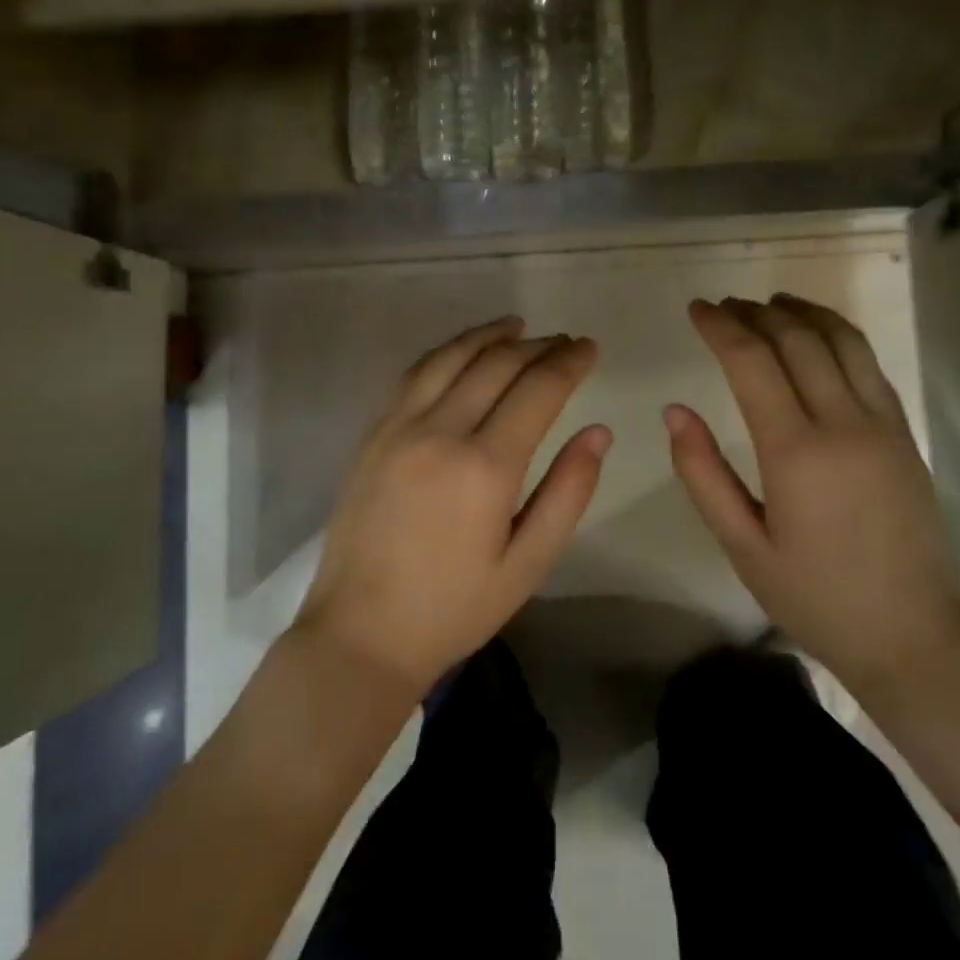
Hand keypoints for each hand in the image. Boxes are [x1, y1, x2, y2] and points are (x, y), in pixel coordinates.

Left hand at [298, 316, 610, 697]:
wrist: (361, 633)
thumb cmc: (454, 608)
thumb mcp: (528, 564)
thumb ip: (568, 492)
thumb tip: (599, 431)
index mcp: (486, 467)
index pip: (538, 389)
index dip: (569, 362)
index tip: (589, 347)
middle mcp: (441, 432)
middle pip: (496, 364)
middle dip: (537, 345)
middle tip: (564, 341)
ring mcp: (399, 427)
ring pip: (451, 357)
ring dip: (489, 335)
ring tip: (517, 326)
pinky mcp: (373, 434)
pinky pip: (414, 374)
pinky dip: (446, 352)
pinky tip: (462, 352)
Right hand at [666, 294, 959, 688]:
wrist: (915, 636)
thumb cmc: (816, 598)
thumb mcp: (743, 547)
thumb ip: (703, 474)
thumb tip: (674, 412)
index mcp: (796, 452)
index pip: (751, 362)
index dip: (720, 327)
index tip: (696, 308)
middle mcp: (843, 423)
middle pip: (796, 339)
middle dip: (754, 313)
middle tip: (723, 306)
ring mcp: (882, 424)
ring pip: (841, 340)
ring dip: (801, 312)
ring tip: (768, 303)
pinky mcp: (905, 433)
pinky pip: (869, 363)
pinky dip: (838, 334)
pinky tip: (817, 333)